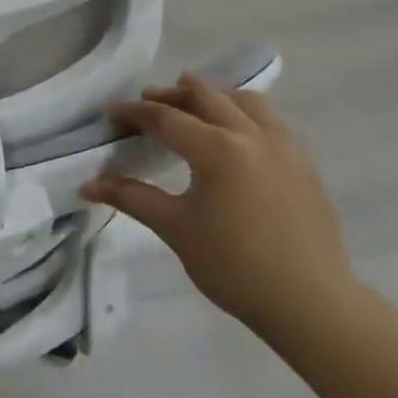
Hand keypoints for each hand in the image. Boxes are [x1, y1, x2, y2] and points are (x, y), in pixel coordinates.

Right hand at [80, 73, 350, 337]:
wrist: (310, 302)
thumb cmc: (234, 266)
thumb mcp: (176, 229)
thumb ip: (132, 197)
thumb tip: (87, 184)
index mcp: (218, 149)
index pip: (167, 118)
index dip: (135, 111)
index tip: (111, 110)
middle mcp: (253, 136)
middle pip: (207, 97)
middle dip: (173, 94)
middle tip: (147, 100)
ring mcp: (285, 147)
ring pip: (246, 101)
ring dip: (214, 96)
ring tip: (194, 106)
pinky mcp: (304, 164)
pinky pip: (271, 121)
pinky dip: (244, 113)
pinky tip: (235, 135)